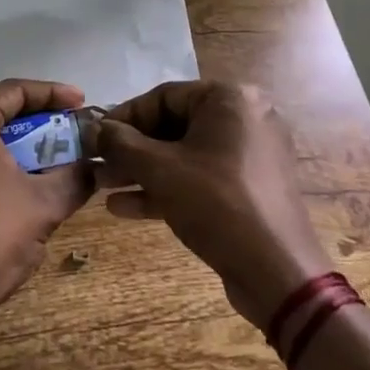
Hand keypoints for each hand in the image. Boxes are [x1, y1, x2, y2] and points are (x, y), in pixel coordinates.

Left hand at [0, 80, 93, 329]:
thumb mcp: (45, 205)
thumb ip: (75, 177)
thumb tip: (96, 166)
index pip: (12, 90)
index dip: (50, 93)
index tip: (81, 103)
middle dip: (27, 104)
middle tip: (59, 116)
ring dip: (8, 124)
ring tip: (43, 137)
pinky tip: (16, 164)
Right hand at [97, 80, 332, 328]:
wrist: (277, 273)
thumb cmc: (216, 204)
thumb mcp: (159, 169)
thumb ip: (120, 143)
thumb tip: (92, 128)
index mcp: (230, 99)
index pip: (163, 96)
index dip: (123, 117)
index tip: (94, 137)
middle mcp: (244, 118)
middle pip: (172, 126)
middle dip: (130, 150)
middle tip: (96, 165)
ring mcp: (249, 155)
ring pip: (183, 155)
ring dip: (141, 171)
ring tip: (102, 187)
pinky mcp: (248, 188)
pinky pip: (199, 177)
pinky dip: (166, 187)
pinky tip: (124, 207)